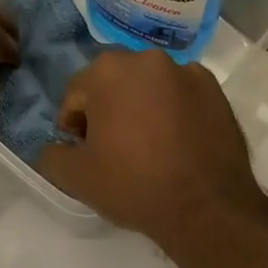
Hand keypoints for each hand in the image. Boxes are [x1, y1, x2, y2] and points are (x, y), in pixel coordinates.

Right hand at [37, 48, 267, 249]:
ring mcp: (186, 71)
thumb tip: (55, 148)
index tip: (84, 152)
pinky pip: (181, 95)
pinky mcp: (215, 90)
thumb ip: (52, 155)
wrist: (206, 209)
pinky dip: (175, 111)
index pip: (77, 95)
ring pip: (149, 87)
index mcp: (108, 70)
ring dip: (142, 107)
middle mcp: (147, 58)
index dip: (74, 126)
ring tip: (149, 147)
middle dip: (108, 110)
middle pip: (114, 84)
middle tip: (114, 149)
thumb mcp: (76, 177)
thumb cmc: (134, 185)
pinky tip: (178, 143)